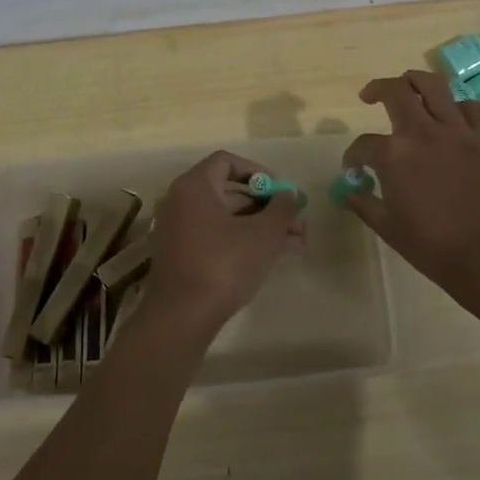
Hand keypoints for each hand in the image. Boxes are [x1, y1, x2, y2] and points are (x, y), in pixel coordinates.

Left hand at [142, 150, 305, 336]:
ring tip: (298, 242)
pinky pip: (218, 237)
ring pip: (229, 219)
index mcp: (195, 186)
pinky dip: (245, 241)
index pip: (227, 162)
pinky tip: (277, 255)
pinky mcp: (184, 256)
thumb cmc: (223, 264)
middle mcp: (182, 202)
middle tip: (298, 220)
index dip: (259, 172)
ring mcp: (180, 230)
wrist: (182, 317)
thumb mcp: (263, 234)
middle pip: (231, 193)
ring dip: (263, 226)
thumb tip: (290, 194)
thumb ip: (282, 208)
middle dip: (269, 206)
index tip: (282, 191)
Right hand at [341, 70, 479, 295]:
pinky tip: (453, 116)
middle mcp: (423, 131)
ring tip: (409, 87)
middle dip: (377, 89)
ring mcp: (459, 130)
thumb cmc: (434, 247)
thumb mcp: (389, 228)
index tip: (353, 167)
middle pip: (395, 92)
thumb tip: (348, 191)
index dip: (353, 155)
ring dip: (415, 81)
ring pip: (434, 85)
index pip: (363, 144)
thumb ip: (364, 204)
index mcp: (393, 155)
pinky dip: (458, 107)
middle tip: (370, 96)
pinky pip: (472, 107)